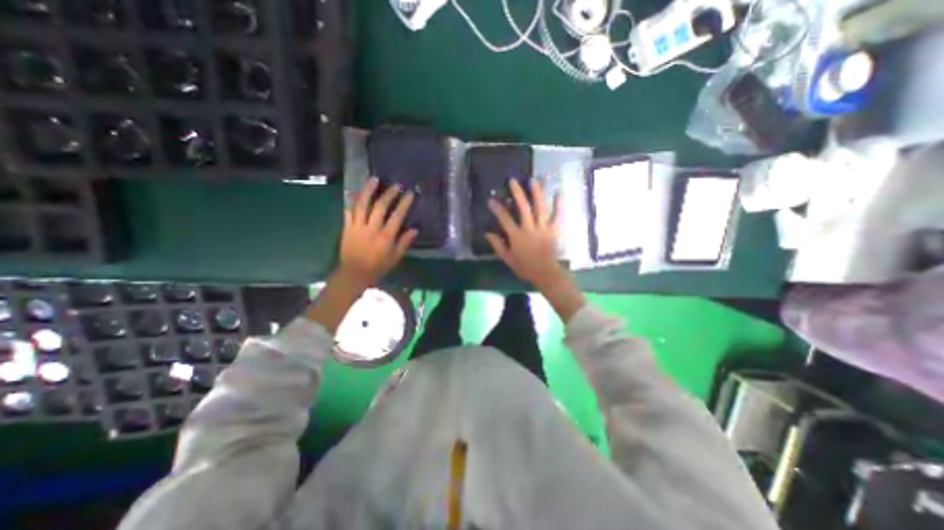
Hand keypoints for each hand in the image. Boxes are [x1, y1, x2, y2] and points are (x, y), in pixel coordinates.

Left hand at [306, 177, 414, 335]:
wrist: (354, 273)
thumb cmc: (378, 266)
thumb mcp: (396, 257)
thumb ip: (404, 242)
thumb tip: (415, 229)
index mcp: (386, 236)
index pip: (397, 216)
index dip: (404, 203)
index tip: (410, 193)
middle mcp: (372, 228)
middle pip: (380, 207)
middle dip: (389, 194)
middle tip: (396, 185)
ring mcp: (357, 226)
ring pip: (362, 204)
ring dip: (368, 190)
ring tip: (374, 179)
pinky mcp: (347, 227)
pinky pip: (348, 211)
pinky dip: (351, 200)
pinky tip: (354, 191)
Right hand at [487, 178, 583, 320]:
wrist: (545, 274)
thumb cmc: (525, 268)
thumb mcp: (507, 259)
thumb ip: (497, 245)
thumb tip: (488, 233)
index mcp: (517, 236)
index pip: (505, 218)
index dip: (497, 208)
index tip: (491, 199)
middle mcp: (529, 228)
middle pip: (523, 207)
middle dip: (517, 193)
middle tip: (513, 180)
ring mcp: (543, 228)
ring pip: (540, 207)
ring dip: (536, 193)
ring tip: (533, 180)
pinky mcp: (554, 230)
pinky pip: (557, 215)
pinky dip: (559, 204)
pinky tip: (559, 193)